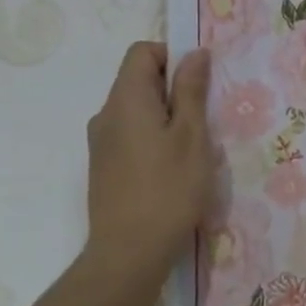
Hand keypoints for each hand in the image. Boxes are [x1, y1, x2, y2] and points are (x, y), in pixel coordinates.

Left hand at [83, 43, 212, 278]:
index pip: (142, 51)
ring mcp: (101, 143)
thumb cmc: (168, 189)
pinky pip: (131, 134)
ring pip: (138, 110)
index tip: (198, 84)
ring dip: (167, 117)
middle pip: (139, 80)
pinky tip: (173, 170)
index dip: (172, 56)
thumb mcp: (192, 136)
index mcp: (125, 99)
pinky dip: (154, 138)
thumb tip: (195, 53)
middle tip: (204, 120)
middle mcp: (106, 114)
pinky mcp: (104, 167)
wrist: (128, 254)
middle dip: (174, 90)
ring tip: (193, 149)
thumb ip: (191, 90)